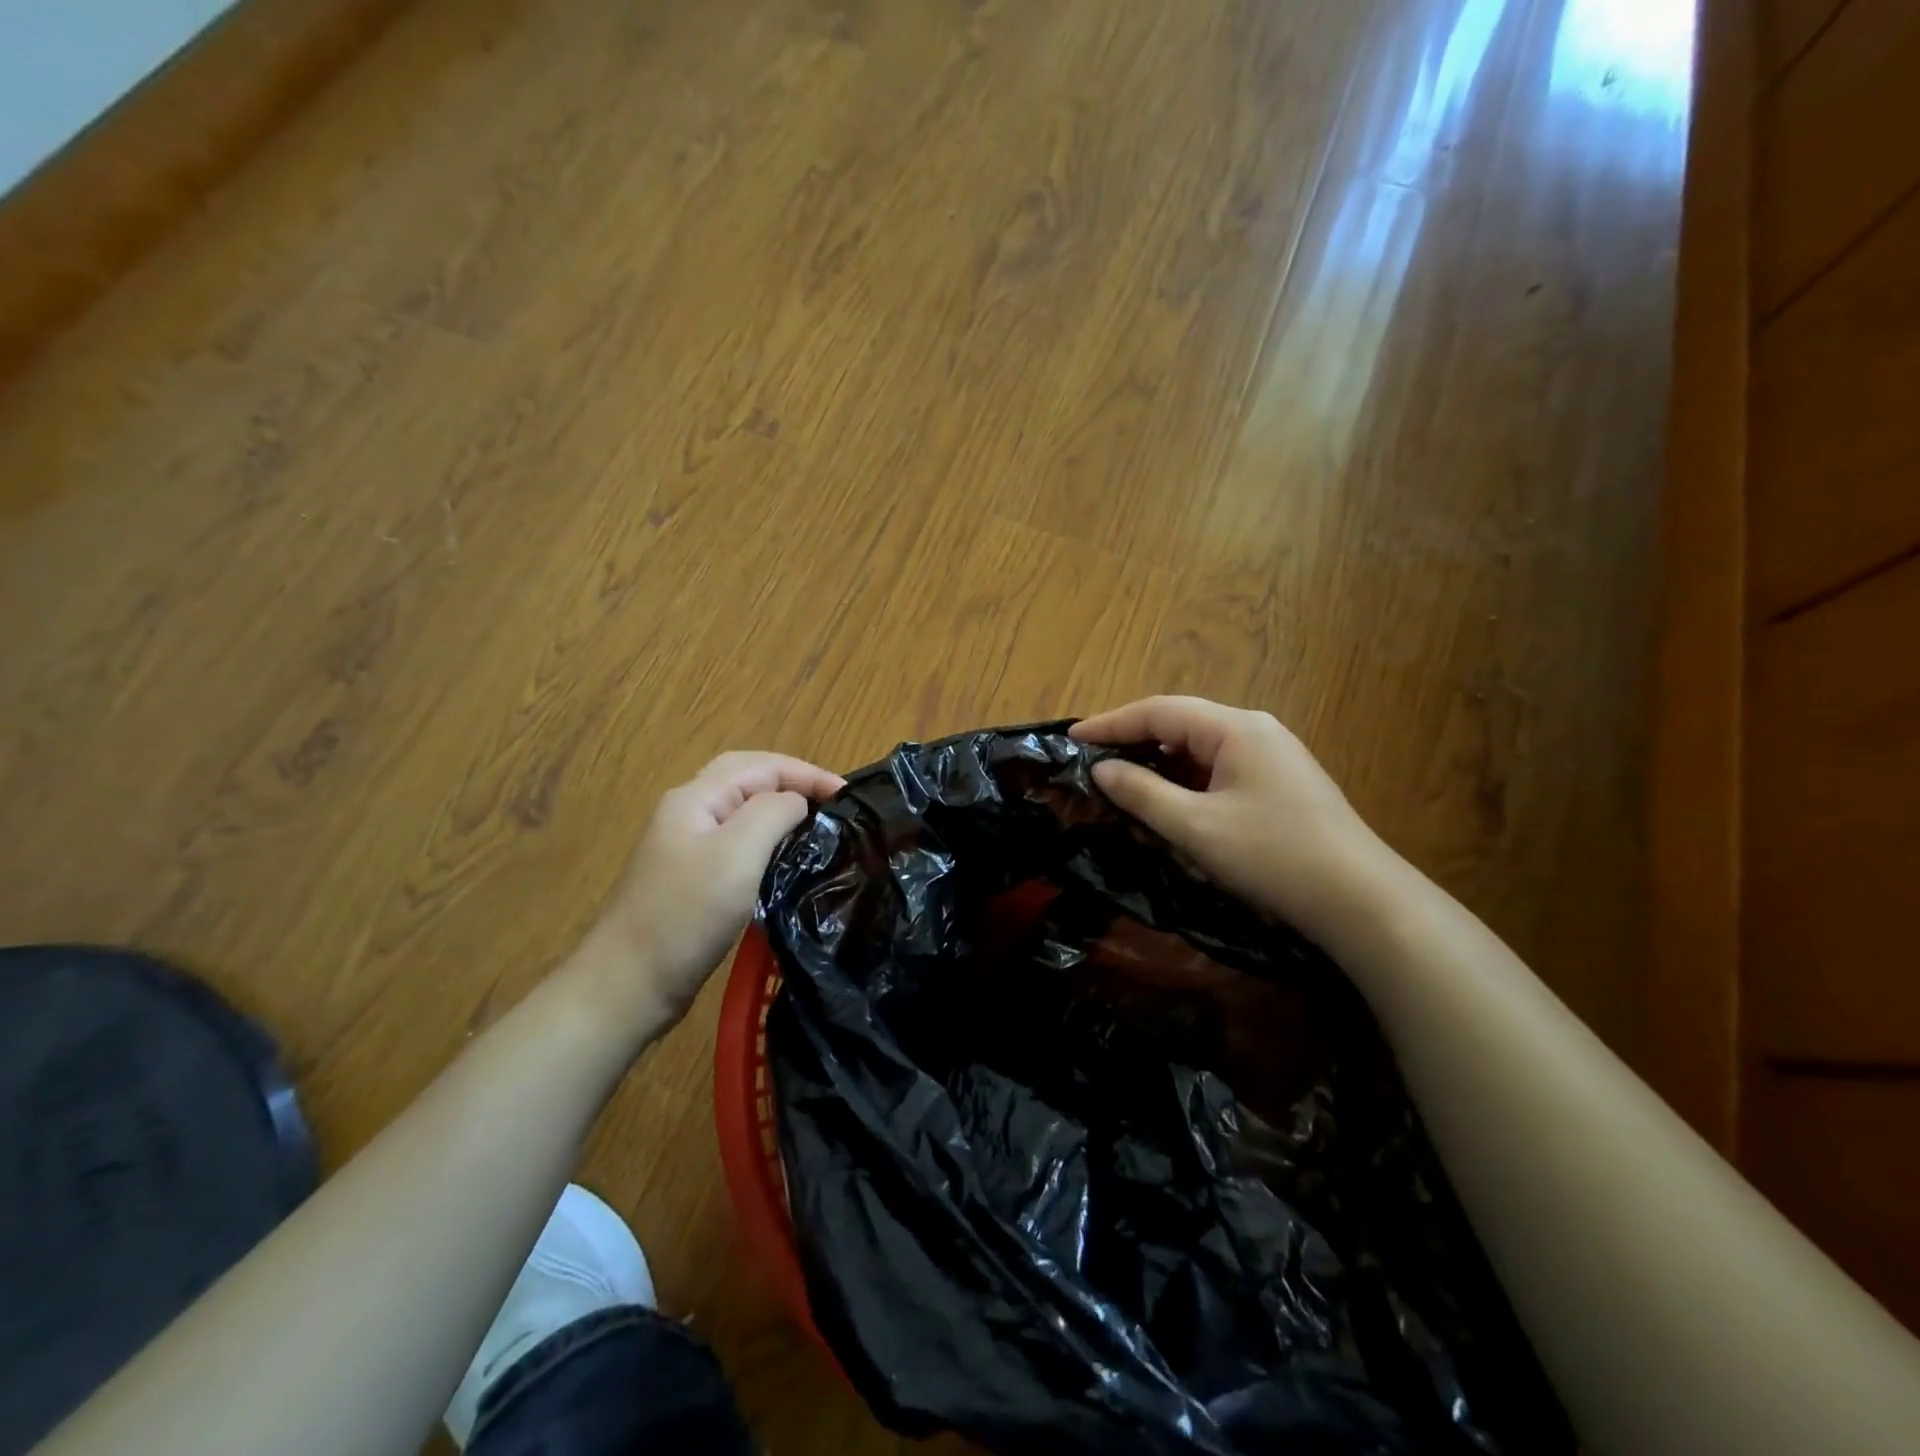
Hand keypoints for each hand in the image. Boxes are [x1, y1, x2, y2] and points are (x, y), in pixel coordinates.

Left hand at [581, 751, 843, 1030]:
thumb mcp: (737, 853)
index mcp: (697, 798)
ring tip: (818, 826)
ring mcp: (689, 848)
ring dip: (782, 810)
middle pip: (749, 780)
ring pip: (744, 812)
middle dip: (794, 782)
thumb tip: (798, 803)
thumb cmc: (686, 915)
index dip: (807, 773)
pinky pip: (739, 844)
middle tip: (834, 803)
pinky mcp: (694, 880)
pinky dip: (769, 840)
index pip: (761, 766)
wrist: (629, 986)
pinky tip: (787, 860)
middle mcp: (690, 813)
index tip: (849, 795)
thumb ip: (773, 812)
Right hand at [1072, 697, 1393, 948]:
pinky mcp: (1279, 787)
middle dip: (1134, 746)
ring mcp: (1271, 759)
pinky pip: (1218, 775)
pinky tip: (1169, 813)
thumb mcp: (1196, 827)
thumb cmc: (1273, 856)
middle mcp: (1255, 731)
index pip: (1160, 711)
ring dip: (1160, 772)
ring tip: (1122, 791)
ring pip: (1199, 754)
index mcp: (1236, 728)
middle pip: (1180, 727)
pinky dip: (1186, 789)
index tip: (1072, 739)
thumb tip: (1102, 770)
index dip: (1111, 723)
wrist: (1361, 903)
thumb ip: (1142, 793)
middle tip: (1092, 767)